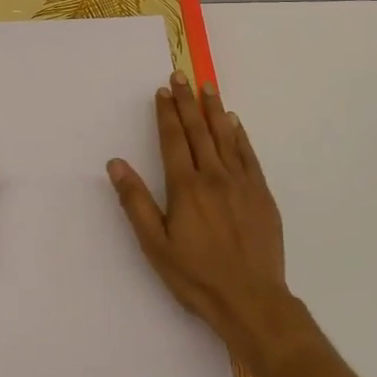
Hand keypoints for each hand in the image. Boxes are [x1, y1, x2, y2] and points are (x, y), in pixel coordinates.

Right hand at [107, 73, 295, 364]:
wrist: (252, 300)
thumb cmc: (196, 276)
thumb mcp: (155, 245)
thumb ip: (135, 202)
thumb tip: (116, 163)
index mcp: (185, 187)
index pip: (174, 139)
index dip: (167, 113)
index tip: (163, 91)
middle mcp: (213, 176)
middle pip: (198, 130)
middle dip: (188, 101)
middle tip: (182, 76)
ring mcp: (241, 183)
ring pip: (225, 136)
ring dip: (214, 110)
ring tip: (208, 87)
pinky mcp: (261, 194)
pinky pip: (248, 155)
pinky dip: (240, 135)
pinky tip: (235, 123)